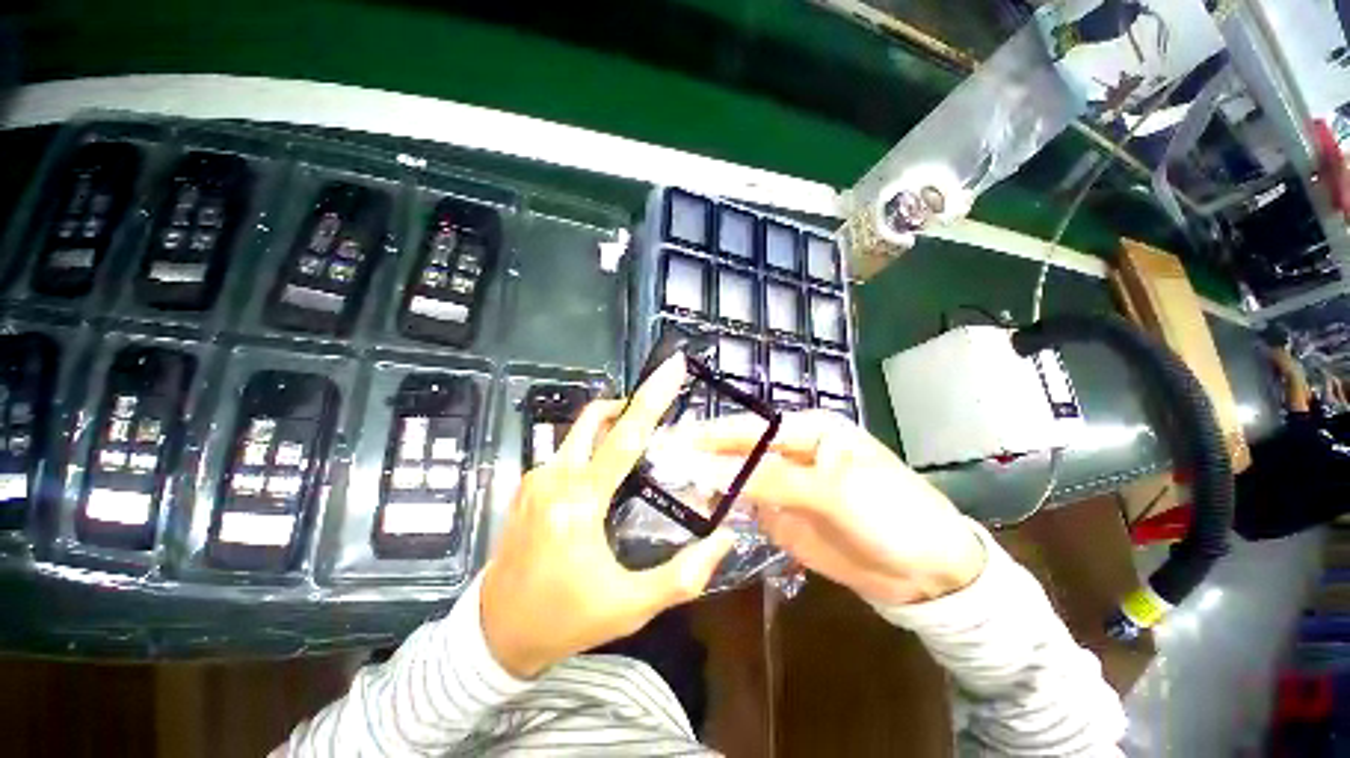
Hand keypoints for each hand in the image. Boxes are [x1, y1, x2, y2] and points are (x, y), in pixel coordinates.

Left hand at [481, 356, 735, 678]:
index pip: (624, 437)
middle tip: (658, 415)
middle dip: (629, 405)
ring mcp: (535, 478)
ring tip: (639, 447)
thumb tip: (725, 539)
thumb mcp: (630, 607)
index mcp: (579, 502)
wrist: (495, 633)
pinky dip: (593, 445)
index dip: (652, 399)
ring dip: (611, 427)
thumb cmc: (565, 619)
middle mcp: (554, 478)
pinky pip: (567, 449)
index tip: (672, 368)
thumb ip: (682, 576)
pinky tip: (608, 469)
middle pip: (595, 418)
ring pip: (579, 431)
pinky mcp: (527, 484)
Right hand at [696, 411, 984, 605]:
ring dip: (707, 481)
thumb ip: (768, 478)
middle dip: (701, 455)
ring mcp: (783, 485)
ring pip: (736, 478)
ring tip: (669, 485)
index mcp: (806, 430)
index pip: (749, 428)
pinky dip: (721, 507)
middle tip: (661, 462)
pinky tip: (697, 509)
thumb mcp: (830, 490)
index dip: (710, 434)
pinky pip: (744, 506)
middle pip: (737, 450)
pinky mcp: (781, 516)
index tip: (673, 440)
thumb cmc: (889, 513)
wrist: (927, 573)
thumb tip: (710, 467)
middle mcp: (789, 451)